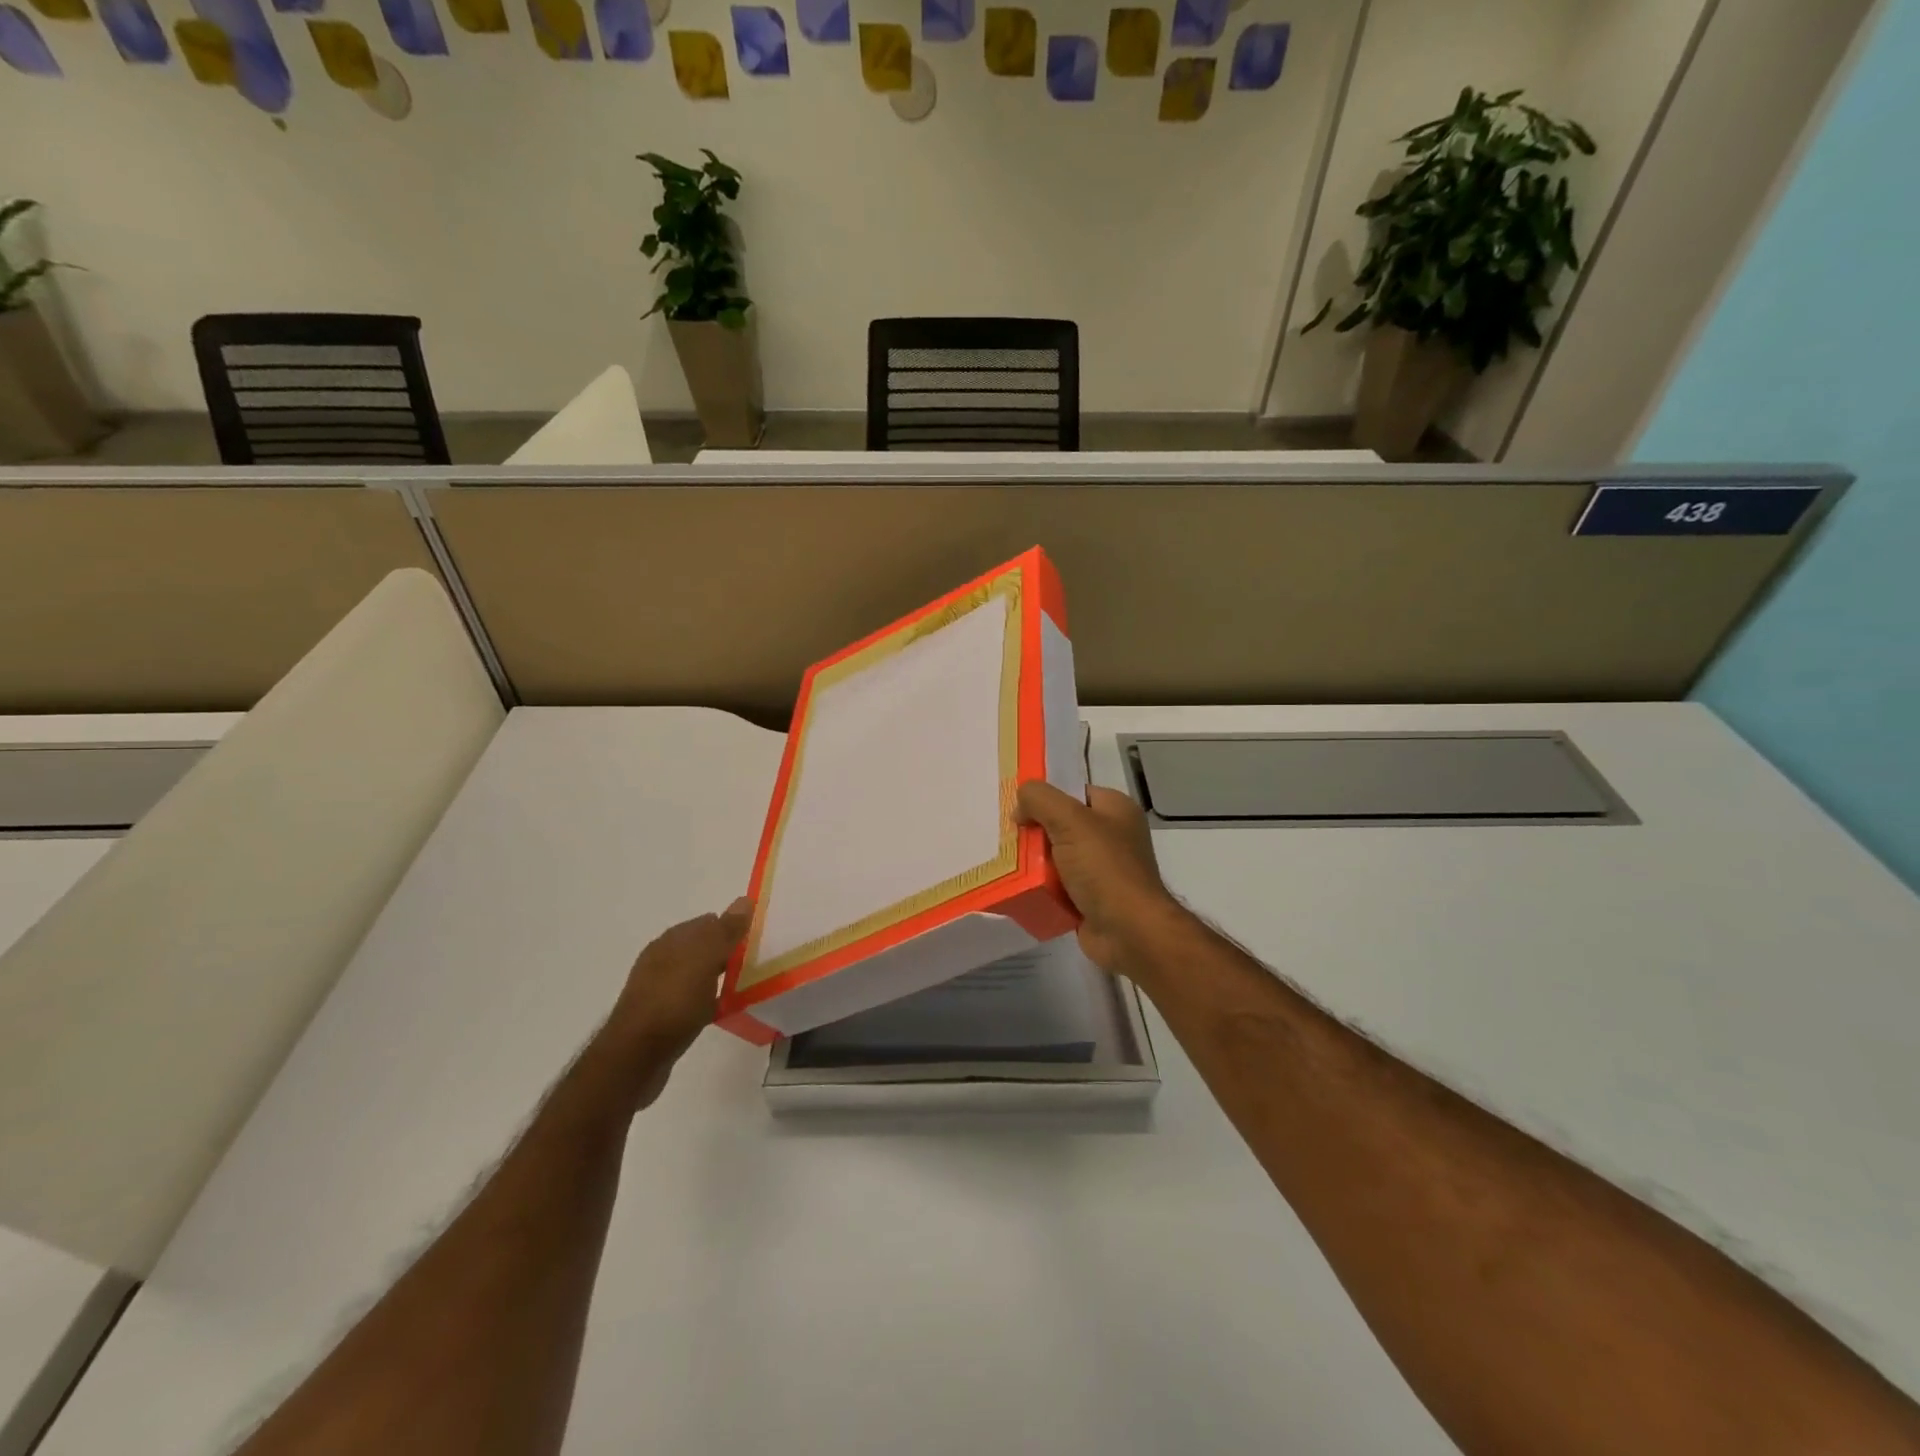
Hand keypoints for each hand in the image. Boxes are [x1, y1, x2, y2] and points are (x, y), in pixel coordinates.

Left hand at [601, 898, 752, 1102]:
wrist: (635, 1058)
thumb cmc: (673, 1002)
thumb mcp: (705, 960)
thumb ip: (726, 931)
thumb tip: (744, 900)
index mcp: (670, 941)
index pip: (708, 922)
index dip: (732, 927)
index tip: (757, 938)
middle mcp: (662, 960)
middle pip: (702, 947)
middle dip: (727, 950)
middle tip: (756, 960)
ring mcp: (659, 989)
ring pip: (698, 973)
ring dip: (719, 975)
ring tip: (745, 983)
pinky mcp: (661, 1016)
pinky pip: (693, 998)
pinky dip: (710, 998)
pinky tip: (723, 1008)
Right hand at [1017, 781, 1187, 980]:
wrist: (1129, 931)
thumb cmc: (1104, 868)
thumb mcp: (1070, 821)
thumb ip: (1040, 799)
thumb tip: (1020, 808)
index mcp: (1116, 810)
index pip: (1074, 793)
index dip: (1045, 798)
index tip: (1018, 810)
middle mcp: (1112, 836)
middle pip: (1062, 825)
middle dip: (1035, 832)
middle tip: (1007, 839)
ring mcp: (1103, 870)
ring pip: (1057, 857)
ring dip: (1034, 863)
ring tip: (1007, 864)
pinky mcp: (1091, 898)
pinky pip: (1058, 886)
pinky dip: (1041, 888)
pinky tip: (1020, 888)